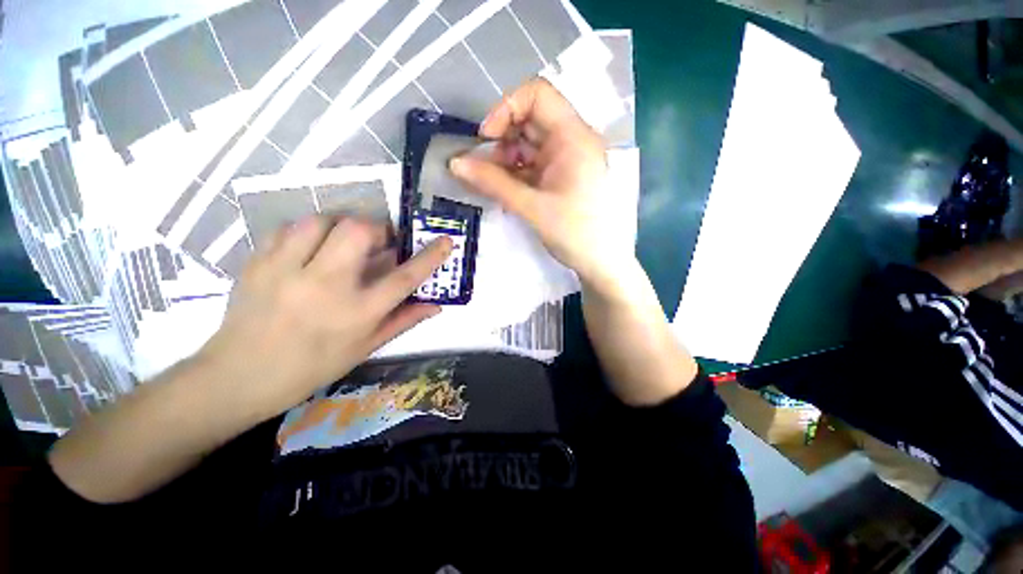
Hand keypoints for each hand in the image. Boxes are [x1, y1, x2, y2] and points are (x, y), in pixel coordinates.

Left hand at [198, 216, 451, 419]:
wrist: (239, 376)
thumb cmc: (312, 367)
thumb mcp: (365, 347)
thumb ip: (403, 321)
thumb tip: (435, 305)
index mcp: (356, 313)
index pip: (403, 278)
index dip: (429, 256)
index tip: (446, 241)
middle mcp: (325, 287)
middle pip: (358, 232)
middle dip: (377, 229)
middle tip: (379, 242)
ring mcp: (287, 271)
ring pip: (321, 221)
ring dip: (341, 226)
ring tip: (343, 243)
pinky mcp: (258, 262)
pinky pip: (290, 229)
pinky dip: (309, 232)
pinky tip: (311, 249)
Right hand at [450, 78, 631, 283]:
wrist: (601, 262)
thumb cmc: (575, 234)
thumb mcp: (532, 207)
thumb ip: (493, 184)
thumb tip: (455, 164)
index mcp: (573, 137)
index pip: (537, 95)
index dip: (506, 109)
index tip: (487, 140)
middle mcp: (571, 141)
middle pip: (529, 120)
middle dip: (501, 141)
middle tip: (483, 170)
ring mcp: (566, 160)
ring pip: (528, 145)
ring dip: (505, 160)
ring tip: (491, 185)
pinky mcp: (561, 177)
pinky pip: (532, 165)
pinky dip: (515, 174)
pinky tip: (505, 191)